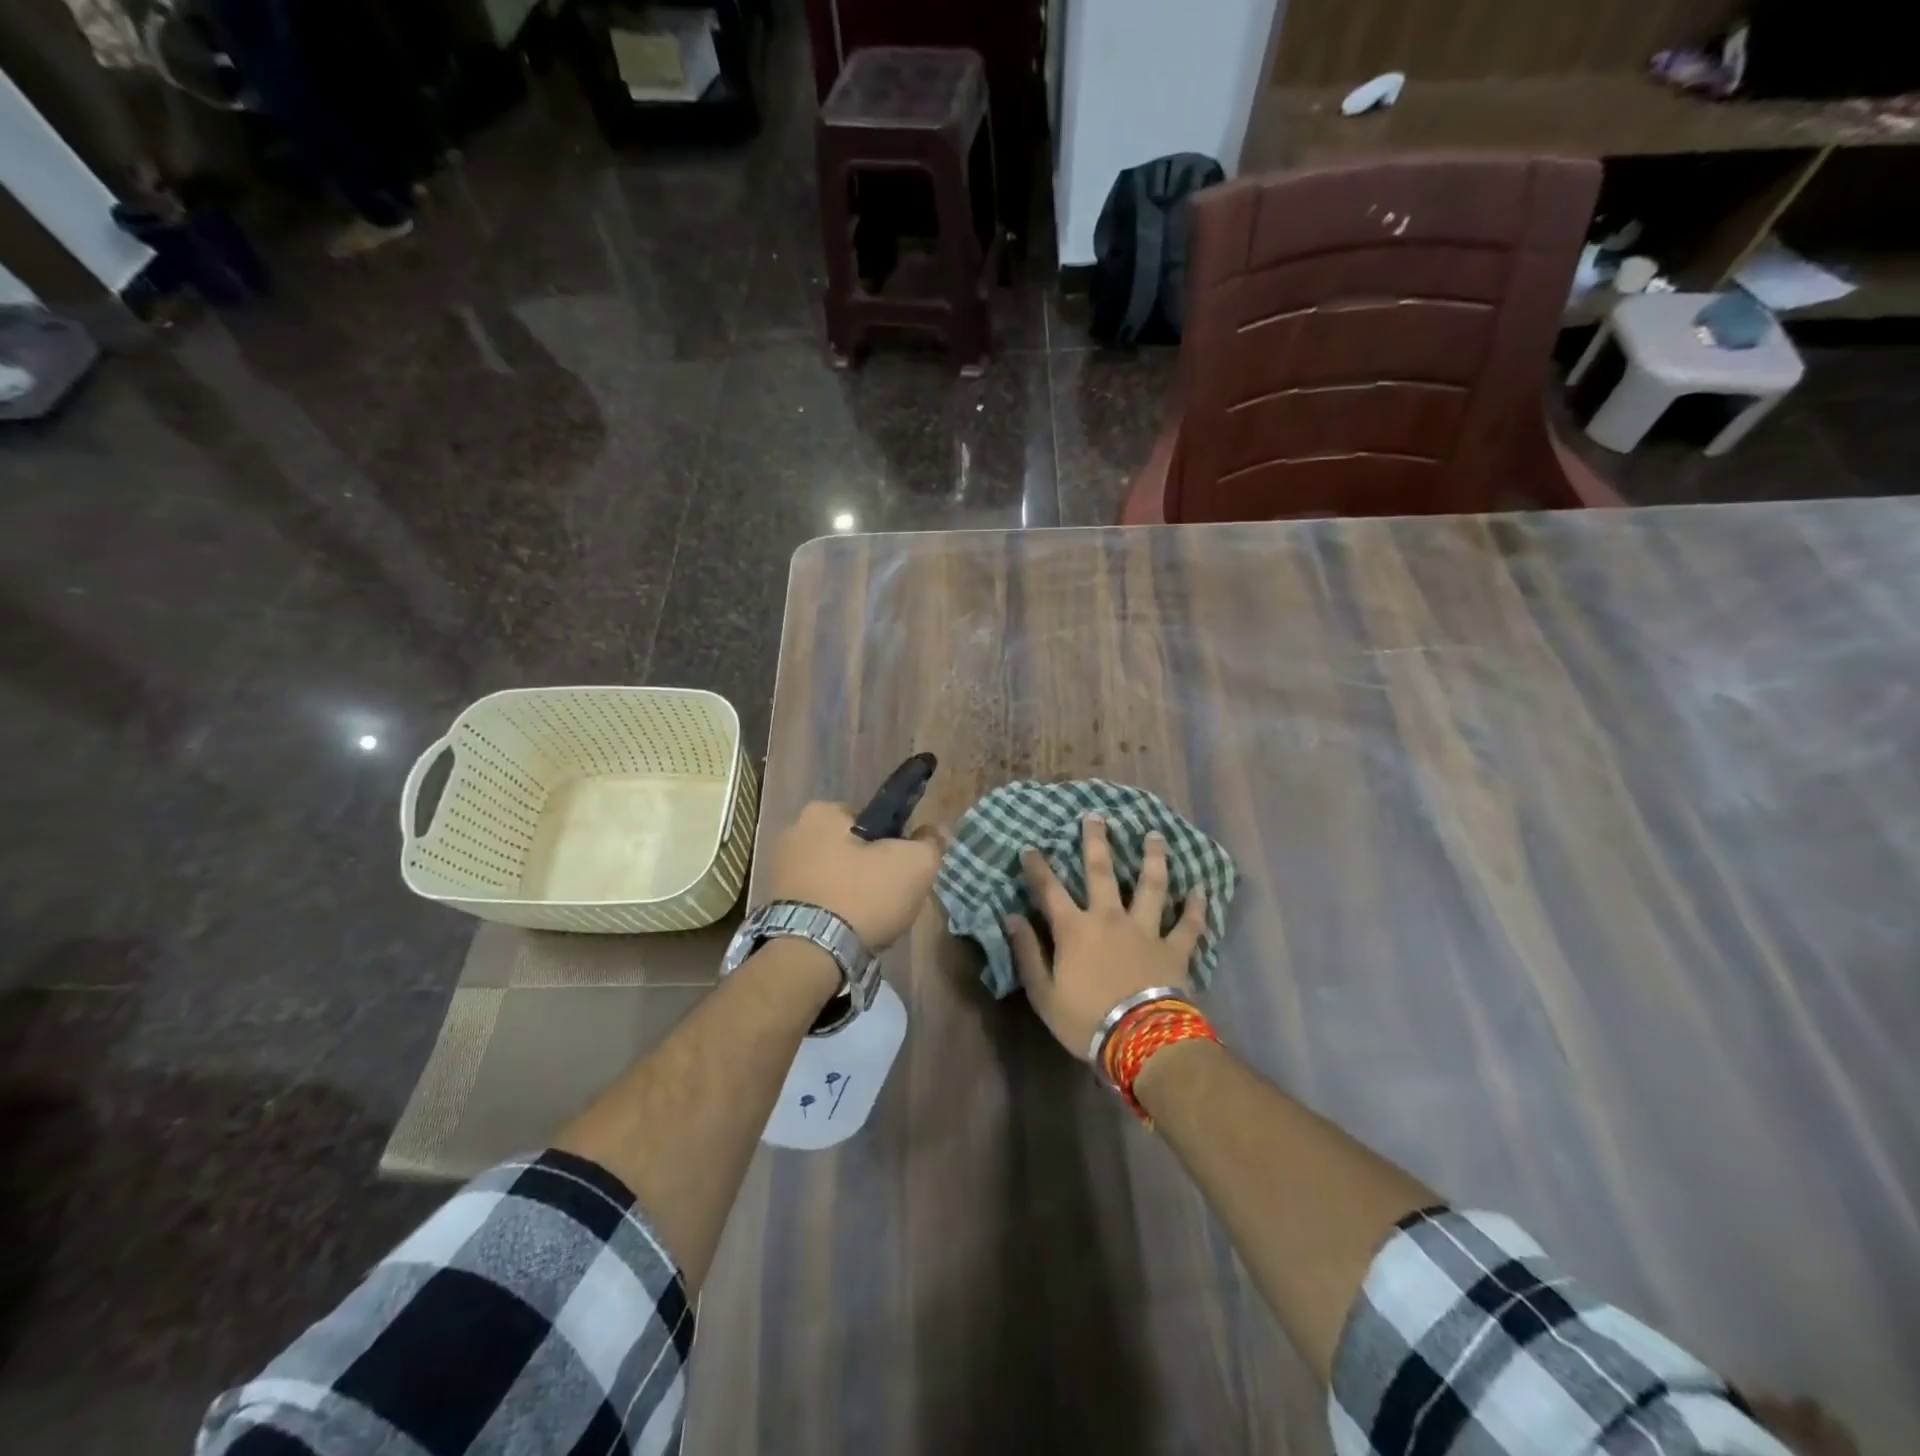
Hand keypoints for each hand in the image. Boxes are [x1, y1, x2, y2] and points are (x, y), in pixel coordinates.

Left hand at [762, 800, 942, 949]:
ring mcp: (779, 870)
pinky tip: (846, 933)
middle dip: (870, 870)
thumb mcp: (914, 864)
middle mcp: (793, 833)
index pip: (871, 819)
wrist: (809, 956)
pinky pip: (817, 900)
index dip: (893, 843)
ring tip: (869, 922)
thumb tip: (934, 831)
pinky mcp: (774, 904)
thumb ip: (930, 842)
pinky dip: (832, 913)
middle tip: (889, 898)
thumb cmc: (862, 896)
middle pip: (851, 848)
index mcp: (822, 812)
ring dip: (851, 893)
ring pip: (834, 876)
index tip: (902, 869)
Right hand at [1006, 814, 1206, 1058]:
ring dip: (1153, 858)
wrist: (1140, 1041)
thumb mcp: (1043, 994)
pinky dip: (1196, 907)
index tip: (1030, 847)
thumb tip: (1010, 918)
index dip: (1038, 867)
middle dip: (1096, 842)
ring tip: (1155, 835)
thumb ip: (1027, 953)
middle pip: (1101, 872)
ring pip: (1151, 886)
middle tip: (1097, 816)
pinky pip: (1189, 924)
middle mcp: (1110, 918)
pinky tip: (1201, 890)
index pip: (1050, 890)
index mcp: (1075, 929)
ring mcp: (1146, 930)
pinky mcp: (1175, 948)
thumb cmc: (1085, 1020)